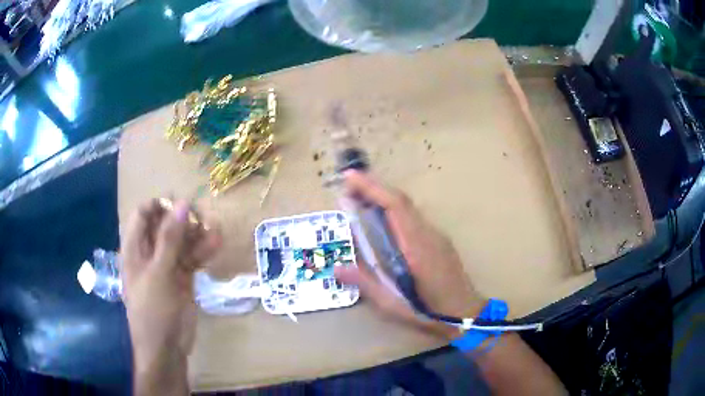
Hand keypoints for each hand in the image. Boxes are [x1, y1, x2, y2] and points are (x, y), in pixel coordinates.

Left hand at [121, 199, 221, 390]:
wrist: (166, 348)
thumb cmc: (153, 311)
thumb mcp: (159, 273)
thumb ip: (170, 239)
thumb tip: (182, 204)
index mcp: (135, 248)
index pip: (143, 214)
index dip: (160, 205)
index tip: (180, 204)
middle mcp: (149, 253)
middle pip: (164, 225)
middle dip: (183, 218)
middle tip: (202, 217)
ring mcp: (166, 265)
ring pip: (181, 241)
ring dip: (197, 234)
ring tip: (214, 228)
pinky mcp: (182, 278)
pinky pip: (192, 258)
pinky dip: (203, 250)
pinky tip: (217, 242)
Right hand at [334, 171, 485, 339]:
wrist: (466, 313)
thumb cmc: (430, 311)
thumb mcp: (392, 304)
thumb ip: (365, 284)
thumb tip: (336, 269)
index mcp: (417, 247)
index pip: (395, 206)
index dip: (372, 188)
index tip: (350, 177)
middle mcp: (428, 234)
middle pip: (401, 201)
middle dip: (374, 188)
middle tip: (347, 188)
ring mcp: (437, 235)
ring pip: (408, 208)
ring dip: (384, 198)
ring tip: (360, 202)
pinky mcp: (439, 240)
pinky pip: (413, 218)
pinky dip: (394, 211)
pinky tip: (383, 223)